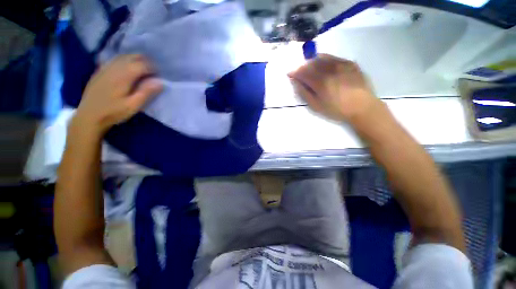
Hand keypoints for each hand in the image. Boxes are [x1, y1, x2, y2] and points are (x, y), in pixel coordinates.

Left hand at [74, 54, 161, 134]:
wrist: (89, 116)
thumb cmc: (113, 112)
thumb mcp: (133, 106)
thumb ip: (146, 92)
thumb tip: (159, 82)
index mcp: (123, 76)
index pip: (141, 65)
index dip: (152, 68)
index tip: (159, 75)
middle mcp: (114, 68)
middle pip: (131, 57)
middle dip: (144, 61)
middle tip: (152, 70)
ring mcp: (105, 68)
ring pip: (122, 57)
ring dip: (134, 59)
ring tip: (142, 68)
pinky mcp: (99, 71)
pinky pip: (114, 60)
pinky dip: (124, 61)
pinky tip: (126, 68)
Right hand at [288, 54, 381, 123]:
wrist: (362, 107)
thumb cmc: (336, 110)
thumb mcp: (316, 106)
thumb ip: (304, 93)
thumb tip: (295, 82)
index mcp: (320, 82)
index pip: (303, 72)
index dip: (294, 72)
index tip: (290, 74)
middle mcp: (330, 69)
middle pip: (311, 63)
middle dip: (302, 67)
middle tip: (300, 73)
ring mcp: (341, 64)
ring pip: (322, 57)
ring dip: (312, 62)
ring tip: (311, 69)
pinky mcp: (350, 63)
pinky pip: (333, 58)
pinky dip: (325, 60)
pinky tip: (325, 68)